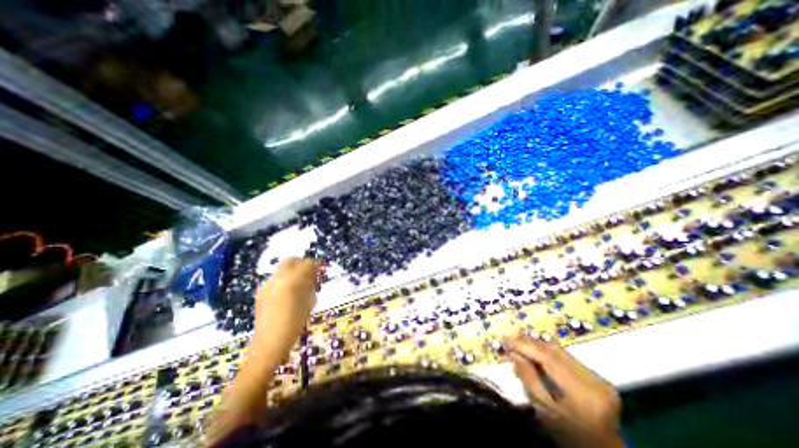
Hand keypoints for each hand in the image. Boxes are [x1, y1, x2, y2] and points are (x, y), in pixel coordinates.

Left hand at [253, 257, 319, 357]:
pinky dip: (285, 278)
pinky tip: (289, 290)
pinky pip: (275, 278)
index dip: (316, 263)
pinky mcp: (261, 292)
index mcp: (291, 281)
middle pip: (291, 260)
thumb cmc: (294, 323)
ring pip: (282, 268)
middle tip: (311, 271)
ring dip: (293, 270)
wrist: (269, 343)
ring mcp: (267, 284)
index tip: (322, 266)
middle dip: (302, 262)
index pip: (306, 264)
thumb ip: (311, 285)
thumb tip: (315, 275)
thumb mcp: (308, 302)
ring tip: (301, 281)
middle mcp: (277, 279)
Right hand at [504, 336, 624, 447]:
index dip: (525, 345)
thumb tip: (513, 353)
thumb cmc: (569, 435)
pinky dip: (548, 352)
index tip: (506, 341)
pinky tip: (536, 352)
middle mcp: (593, 380)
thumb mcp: (544, 411)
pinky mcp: (597, 376)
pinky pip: (566, 356)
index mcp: (582, 392)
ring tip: (520, 344)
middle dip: (529, 343)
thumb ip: (529, 379)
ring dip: (538, 345)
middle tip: (510, 341)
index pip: (547, 357)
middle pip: (554, 350)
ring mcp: (598, 377)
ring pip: (560, 350)